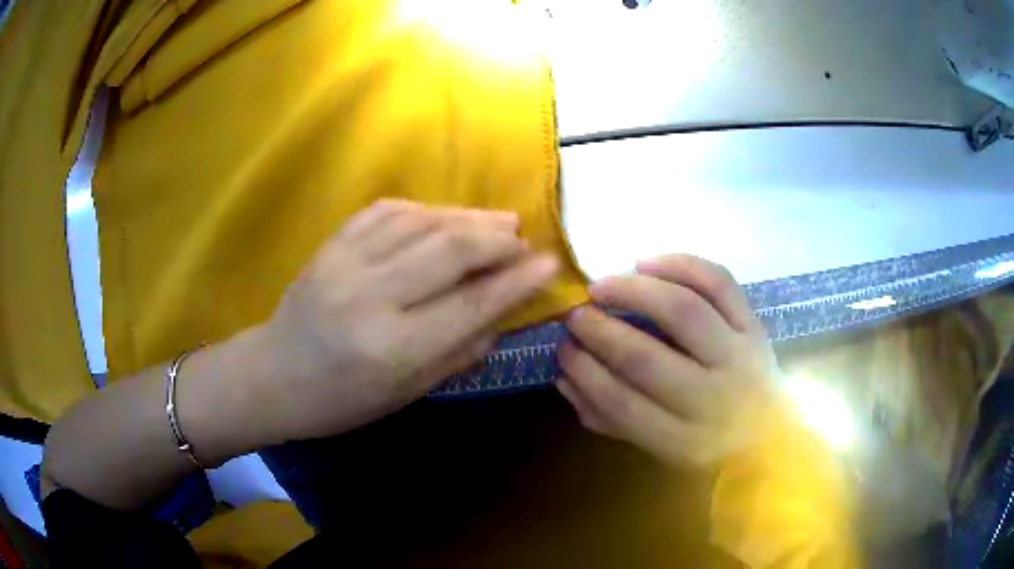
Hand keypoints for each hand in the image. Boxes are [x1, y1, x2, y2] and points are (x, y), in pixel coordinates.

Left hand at [260, 200, 558, 440]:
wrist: (274, 375)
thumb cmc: (343, 400)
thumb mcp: (406, 393)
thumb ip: (458, 352)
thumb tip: (501, 313)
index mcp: (393, 349)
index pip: (471, 305)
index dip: (517, 281)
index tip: (549, 262)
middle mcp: (371, 297)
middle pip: (450, 249)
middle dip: (497, 238)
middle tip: (521, 239)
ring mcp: (346, 263)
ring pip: (422, 221)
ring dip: (468, 217)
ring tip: (498, 222)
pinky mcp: (331, 244)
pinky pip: (387, 210)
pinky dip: (426, 209)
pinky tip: (444, 217)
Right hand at [556, 254, 777, 467]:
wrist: (771, 435)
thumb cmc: (708, 445)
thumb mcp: (658, 449)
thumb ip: (610, 419)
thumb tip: (565, 379)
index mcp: (684, 441)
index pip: (623, 404)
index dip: (586, 372)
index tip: (563, 349)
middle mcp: (714, 398)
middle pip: (648, 359)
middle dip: (601, 332)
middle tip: (576, 315)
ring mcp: (740, 355)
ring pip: (684, 311)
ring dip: (634, 292)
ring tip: (602, 285)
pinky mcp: (755, 325)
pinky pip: (719, 283)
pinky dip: (681, 265)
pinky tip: (646, 263)